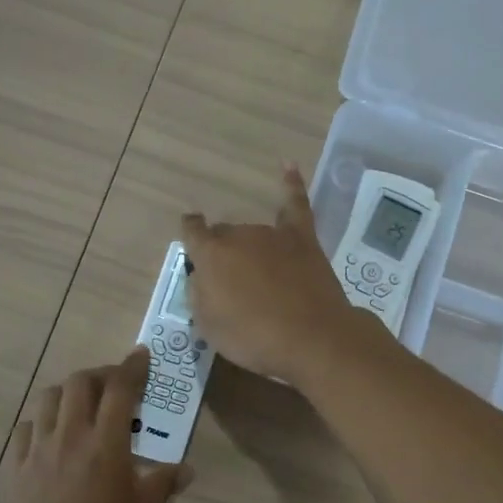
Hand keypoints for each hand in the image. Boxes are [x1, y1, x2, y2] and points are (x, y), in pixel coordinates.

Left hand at [7, 348, 190, 502]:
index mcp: (106, 444)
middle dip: (100, 375)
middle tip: (115, 387)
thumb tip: (185, 469)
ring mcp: (38, 453)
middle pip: (79, 383)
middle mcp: (69, 437)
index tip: (141, 354)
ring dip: (67, 393)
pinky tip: (51, 436)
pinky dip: (40, 422)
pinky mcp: (17, 472)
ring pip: (47, 399)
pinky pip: (24, 430)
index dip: (132, 366)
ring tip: (81, 407)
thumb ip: (163, 482)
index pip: (120, 388)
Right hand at [180, 165, 379, 385]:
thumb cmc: (254, 338)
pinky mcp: (304, 238)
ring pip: (253, 231)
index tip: (191, 244)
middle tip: (232, 282)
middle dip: (223, 253)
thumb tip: (201, 278)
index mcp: (211, 255)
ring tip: (258, 273)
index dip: (190, 237)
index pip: (191, 232)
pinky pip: (296, 203)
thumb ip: (199, 296)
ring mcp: (274, 234)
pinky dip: (291, 183)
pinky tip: (287, 164)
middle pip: (224, 235)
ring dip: (250, 247)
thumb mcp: (209, 327)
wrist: (312, 338)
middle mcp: (240, 236)